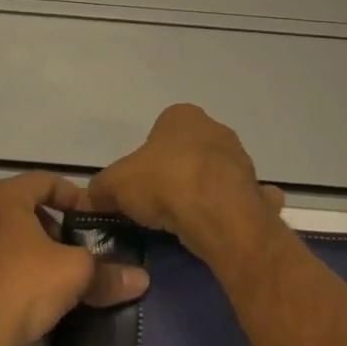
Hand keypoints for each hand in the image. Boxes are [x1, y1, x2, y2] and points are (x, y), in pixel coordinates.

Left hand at [0, 172, 148, 345]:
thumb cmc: (22, 286)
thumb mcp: (74, 274)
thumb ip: (107, 272)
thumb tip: (141, 279)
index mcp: (3, 195)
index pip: (46, 181)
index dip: (74, 197)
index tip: (92, 219)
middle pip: (23, 206)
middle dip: (52, 223)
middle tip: (74, 246)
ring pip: (3, 233)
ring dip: (29, 246)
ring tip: (52, 272)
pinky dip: (7, 267)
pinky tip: (24, 293)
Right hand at [86, 104, 284, 258]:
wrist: (217, 213)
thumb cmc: (164, 183)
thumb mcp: (115, 184)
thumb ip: (100, 189)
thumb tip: (92, 198)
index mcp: (182, 116)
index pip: (160, 132)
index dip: (147, 160)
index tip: (140, 186)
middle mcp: (214, 129)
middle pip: (188, 152)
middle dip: (177, 174)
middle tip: (160, 205)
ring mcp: (240, 158)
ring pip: (215, 175)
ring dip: (204, 193)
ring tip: (185, 222)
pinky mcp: (255, 189)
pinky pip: (242, 199)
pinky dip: (233, 211)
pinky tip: (220, 229)